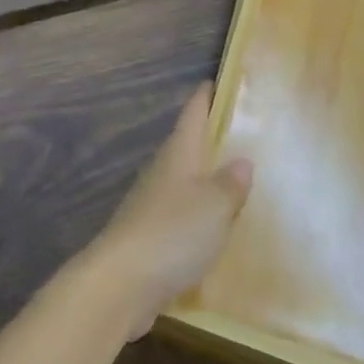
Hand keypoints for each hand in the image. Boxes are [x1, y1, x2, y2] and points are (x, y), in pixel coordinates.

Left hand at [84, 83, 252, 339]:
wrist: (122, 282)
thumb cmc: (173, 232)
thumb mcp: (214, 206)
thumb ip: (230, 184)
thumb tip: (241, 160)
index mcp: (177, 155)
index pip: (191, 115)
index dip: (203, 98)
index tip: (215, 82)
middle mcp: (162, 174)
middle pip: (185, 147)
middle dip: (207, 139)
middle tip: (238, 133)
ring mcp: (151, 205)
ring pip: (182, 182)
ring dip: (203, 179)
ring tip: (232, 180)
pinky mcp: (148, 237)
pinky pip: (178, 215)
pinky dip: (196, 214)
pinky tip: (212, 226)